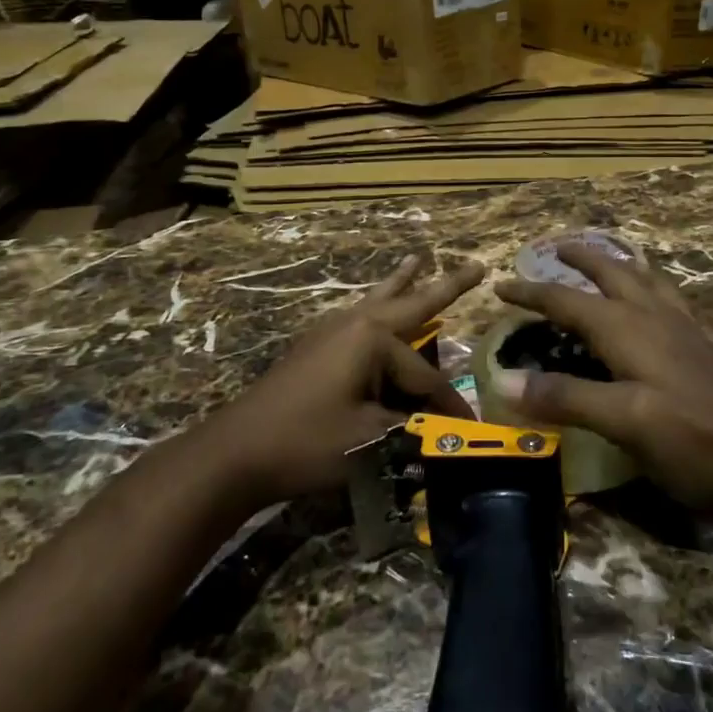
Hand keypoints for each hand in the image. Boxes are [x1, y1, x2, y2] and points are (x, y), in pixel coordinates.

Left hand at [203, 255, 485, 507]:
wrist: (236, 452)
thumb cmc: (307, 441)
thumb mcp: (370, 439)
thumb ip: (412, 428)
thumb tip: (444, 430)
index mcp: (372, 339)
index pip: (426, 376)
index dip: (449, 405)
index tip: (471, 428)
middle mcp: (354, 323)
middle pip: (409, 304)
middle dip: (444, 287)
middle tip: (476, 267)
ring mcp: (331, 331)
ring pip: (378, 302)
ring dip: (402, 285)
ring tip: (417, 259)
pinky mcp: (316, 347)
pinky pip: (358, 317)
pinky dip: (376, 306)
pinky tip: (375, 306)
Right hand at [491, 243, 712, 519]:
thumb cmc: (690, 442)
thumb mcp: (621, 422)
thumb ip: (565, 397)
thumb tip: (503, 379)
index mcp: (629, 330)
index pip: (568, 301)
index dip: (533, 292)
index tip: (502, 284)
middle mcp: (660, 320)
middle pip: (616, 275)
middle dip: (585, 258)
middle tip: (560, 247)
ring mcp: (697, 334)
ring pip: (659, 286)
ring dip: (632, 269)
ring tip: (620, 263)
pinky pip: (703, 317)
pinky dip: (689, 308)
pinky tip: (696, 315)